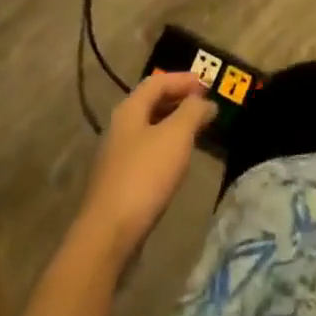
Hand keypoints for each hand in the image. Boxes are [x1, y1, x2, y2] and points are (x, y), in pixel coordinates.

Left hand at [80, 72, 216, 257]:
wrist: (107, 237)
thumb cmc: (144, 176)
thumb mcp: (176, 136)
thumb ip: (193, 112)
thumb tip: (205, 101)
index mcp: (130, 110)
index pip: (158, 81)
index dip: (183, 79)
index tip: (207, 84)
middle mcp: (119, 128)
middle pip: (151, 104)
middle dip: (179, 101)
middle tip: (204, 106)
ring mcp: (116, 158)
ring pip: (149, 130)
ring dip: (173, 126)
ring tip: (196, 133)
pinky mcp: (118, 184)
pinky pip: (147, 154)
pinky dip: (165, 149)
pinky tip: (177, 164)